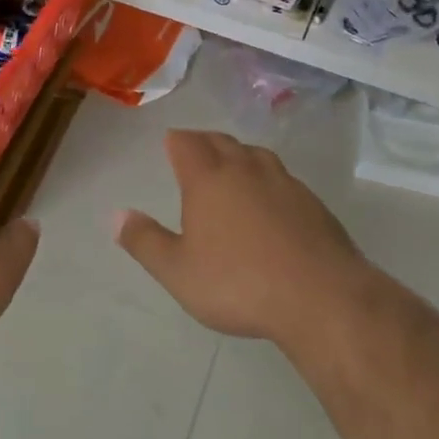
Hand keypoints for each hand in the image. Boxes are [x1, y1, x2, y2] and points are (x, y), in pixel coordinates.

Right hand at [116, 130, 370, 348]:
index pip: (186, 143)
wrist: (321, 297)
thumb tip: (116, 215)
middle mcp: (245, 169)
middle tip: (194, 152)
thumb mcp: (178, 272)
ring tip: (231, 168)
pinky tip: (269, 201)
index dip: (175, 142)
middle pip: (220, 141)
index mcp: (208, 178)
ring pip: (255, 154)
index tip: (170, 145)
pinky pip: (282, 177)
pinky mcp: (312, 202)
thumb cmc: (238, 283)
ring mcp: (283, 182)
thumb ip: (145, 241)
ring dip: (238, 155)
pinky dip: (267, 179)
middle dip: (204, 142)